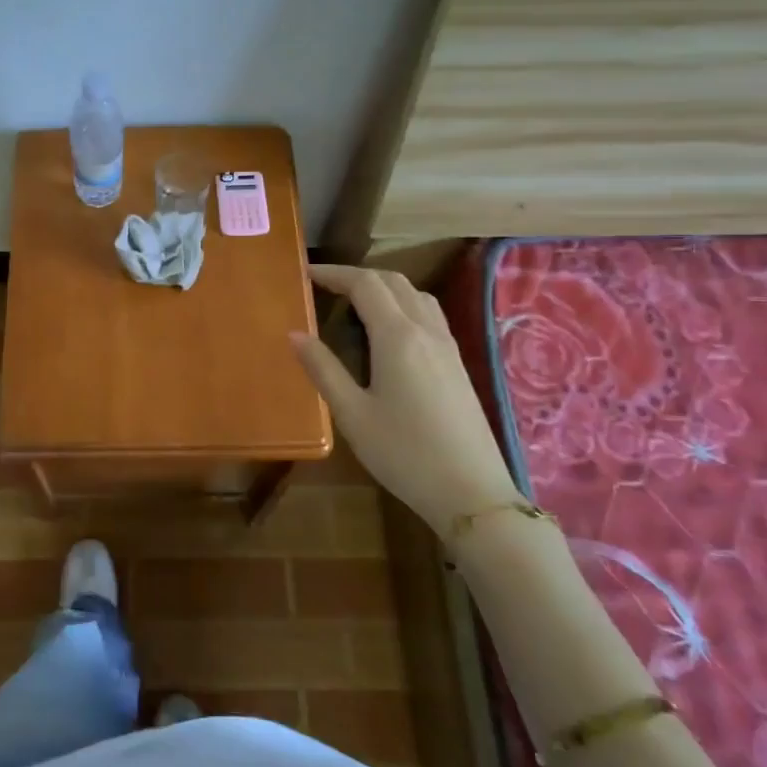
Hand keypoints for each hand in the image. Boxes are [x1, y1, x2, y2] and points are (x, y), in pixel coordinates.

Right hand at [290, 264, 517, 535]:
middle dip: (357, 275)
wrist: (471, 493)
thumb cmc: (404, 453)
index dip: (334, 273)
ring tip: (355, 301)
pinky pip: (429, 313)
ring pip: (415, 294)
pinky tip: (390, 329)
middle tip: (325, 286)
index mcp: (397, 336)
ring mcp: (447, 346)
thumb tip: (294, 333)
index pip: (364, 284)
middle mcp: (426, 330)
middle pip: (393, 281)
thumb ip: (322, 369)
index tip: (306, 273)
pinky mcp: (457, 363)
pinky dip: (403, 303)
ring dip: (384, 286)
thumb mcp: (352, 414)